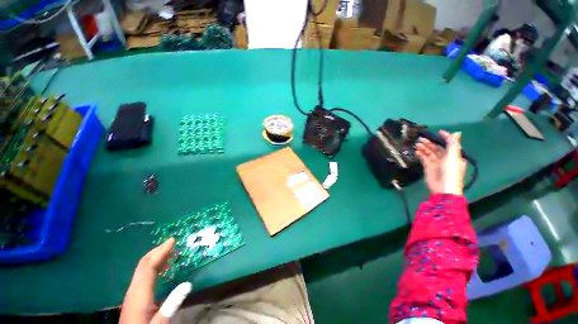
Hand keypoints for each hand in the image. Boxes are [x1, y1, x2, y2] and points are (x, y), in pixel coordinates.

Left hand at [120, 238, 191, 323]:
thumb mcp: (160, 322)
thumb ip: (172, 304)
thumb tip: (188, 283)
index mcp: (140, 294)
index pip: (148, 267)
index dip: (160, 252)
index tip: (173, 240)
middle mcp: (134, 289)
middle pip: (143, 264)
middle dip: (157, 251)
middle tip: (172, 242)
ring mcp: (133, 292)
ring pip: (142, 268)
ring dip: (156, 257)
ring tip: (170, 251)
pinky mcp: (134, 296)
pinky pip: (143, 274)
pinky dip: (154, 266)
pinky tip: (162, 268)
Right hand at [415, 131, 466, 195]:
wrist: (443, 188)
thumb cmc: (450, 171)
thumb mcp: (453, 156)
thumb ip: (453, 144)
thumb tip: (456, 132)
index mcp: (454, 156)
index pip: (448, 145)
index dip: (443, 138)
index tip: (437, 132)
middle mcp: (445, 159)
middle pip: (437, 149)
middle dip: (429, 143)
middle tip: (420, 139)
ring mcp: (436, 164)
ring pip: (429, 153)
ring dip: (424, 148)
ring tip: (417, 144)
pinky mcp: (428, 168)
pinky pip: (424, 159)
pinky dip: (420, 155)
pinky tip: (416, 152)